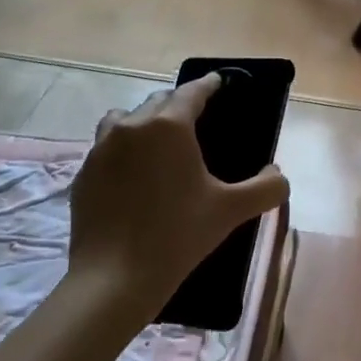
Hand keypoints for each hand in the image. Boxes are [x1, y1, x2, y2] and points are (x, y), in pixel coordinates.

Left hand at [66, 74, 288, 320]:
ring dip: (144, 122)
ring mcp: (101, 149)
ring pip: (125, 119)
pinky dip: (123, 151)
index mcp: (169, 126)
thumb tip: (278, 175)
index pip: (193, 92)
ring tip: (158, 144)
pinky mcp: (82, 174)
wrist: (114, 279)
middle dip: (178, 105)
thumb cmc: (178, 235)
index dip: (210, 84)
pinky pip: (106, 148)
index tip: (220, 82)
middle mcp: (132, 127)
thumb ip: (266, 187)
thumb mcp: (232, 210)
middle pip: (158, 101)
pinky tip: (134, 178)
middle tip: (196, 121)